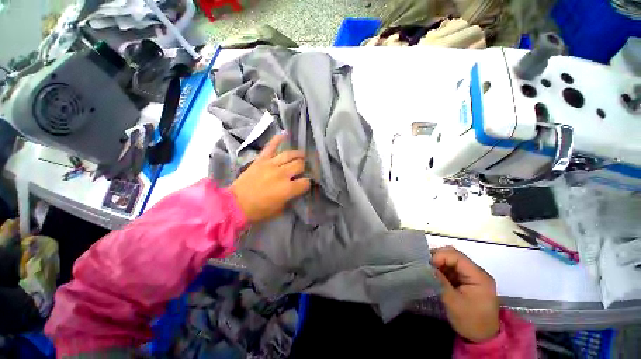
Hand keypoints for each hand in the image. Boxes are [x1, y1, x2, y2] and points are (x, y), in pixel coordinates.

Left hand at [230, 134, 310, 222]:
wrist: (236, 204)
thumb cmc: (259, 210)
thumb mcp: (280, 209)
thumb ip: (290, 197)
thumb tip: (296, 189)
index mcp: (287, 189)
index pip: (305, 182)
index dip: (307, 183)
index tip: (305, 184)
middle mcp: (282, 174)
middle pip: (299, 165)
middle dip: (303, 167)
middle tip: (302, 169)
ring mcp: (271, 165)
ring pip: (289, 155)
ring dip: (297, 154)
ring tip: (301, 154)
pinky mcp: (261, 160)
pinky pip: (270, 147)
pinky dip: (277, 140)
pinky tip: (284, 134)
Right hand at [432, 246, 499, 342]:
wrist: (483, 337)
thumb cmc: (470, 321)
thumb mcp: (453, 303)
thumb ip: (440, 282)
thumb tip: (425, 267)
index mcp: (478, 276)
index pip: (456, 256)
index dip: (439, 256)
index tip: (426, 264)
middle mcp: (477, 272)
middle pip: (454, 255)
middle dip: (437, 257)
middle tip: (424, 265)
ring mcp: (472, 275)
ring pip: (451, 260)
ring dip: (438, 263)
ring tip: (427, 269)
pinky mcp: (467, 279)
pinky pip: (452, 268)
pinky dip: (441, 269)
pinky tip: (434, 274)